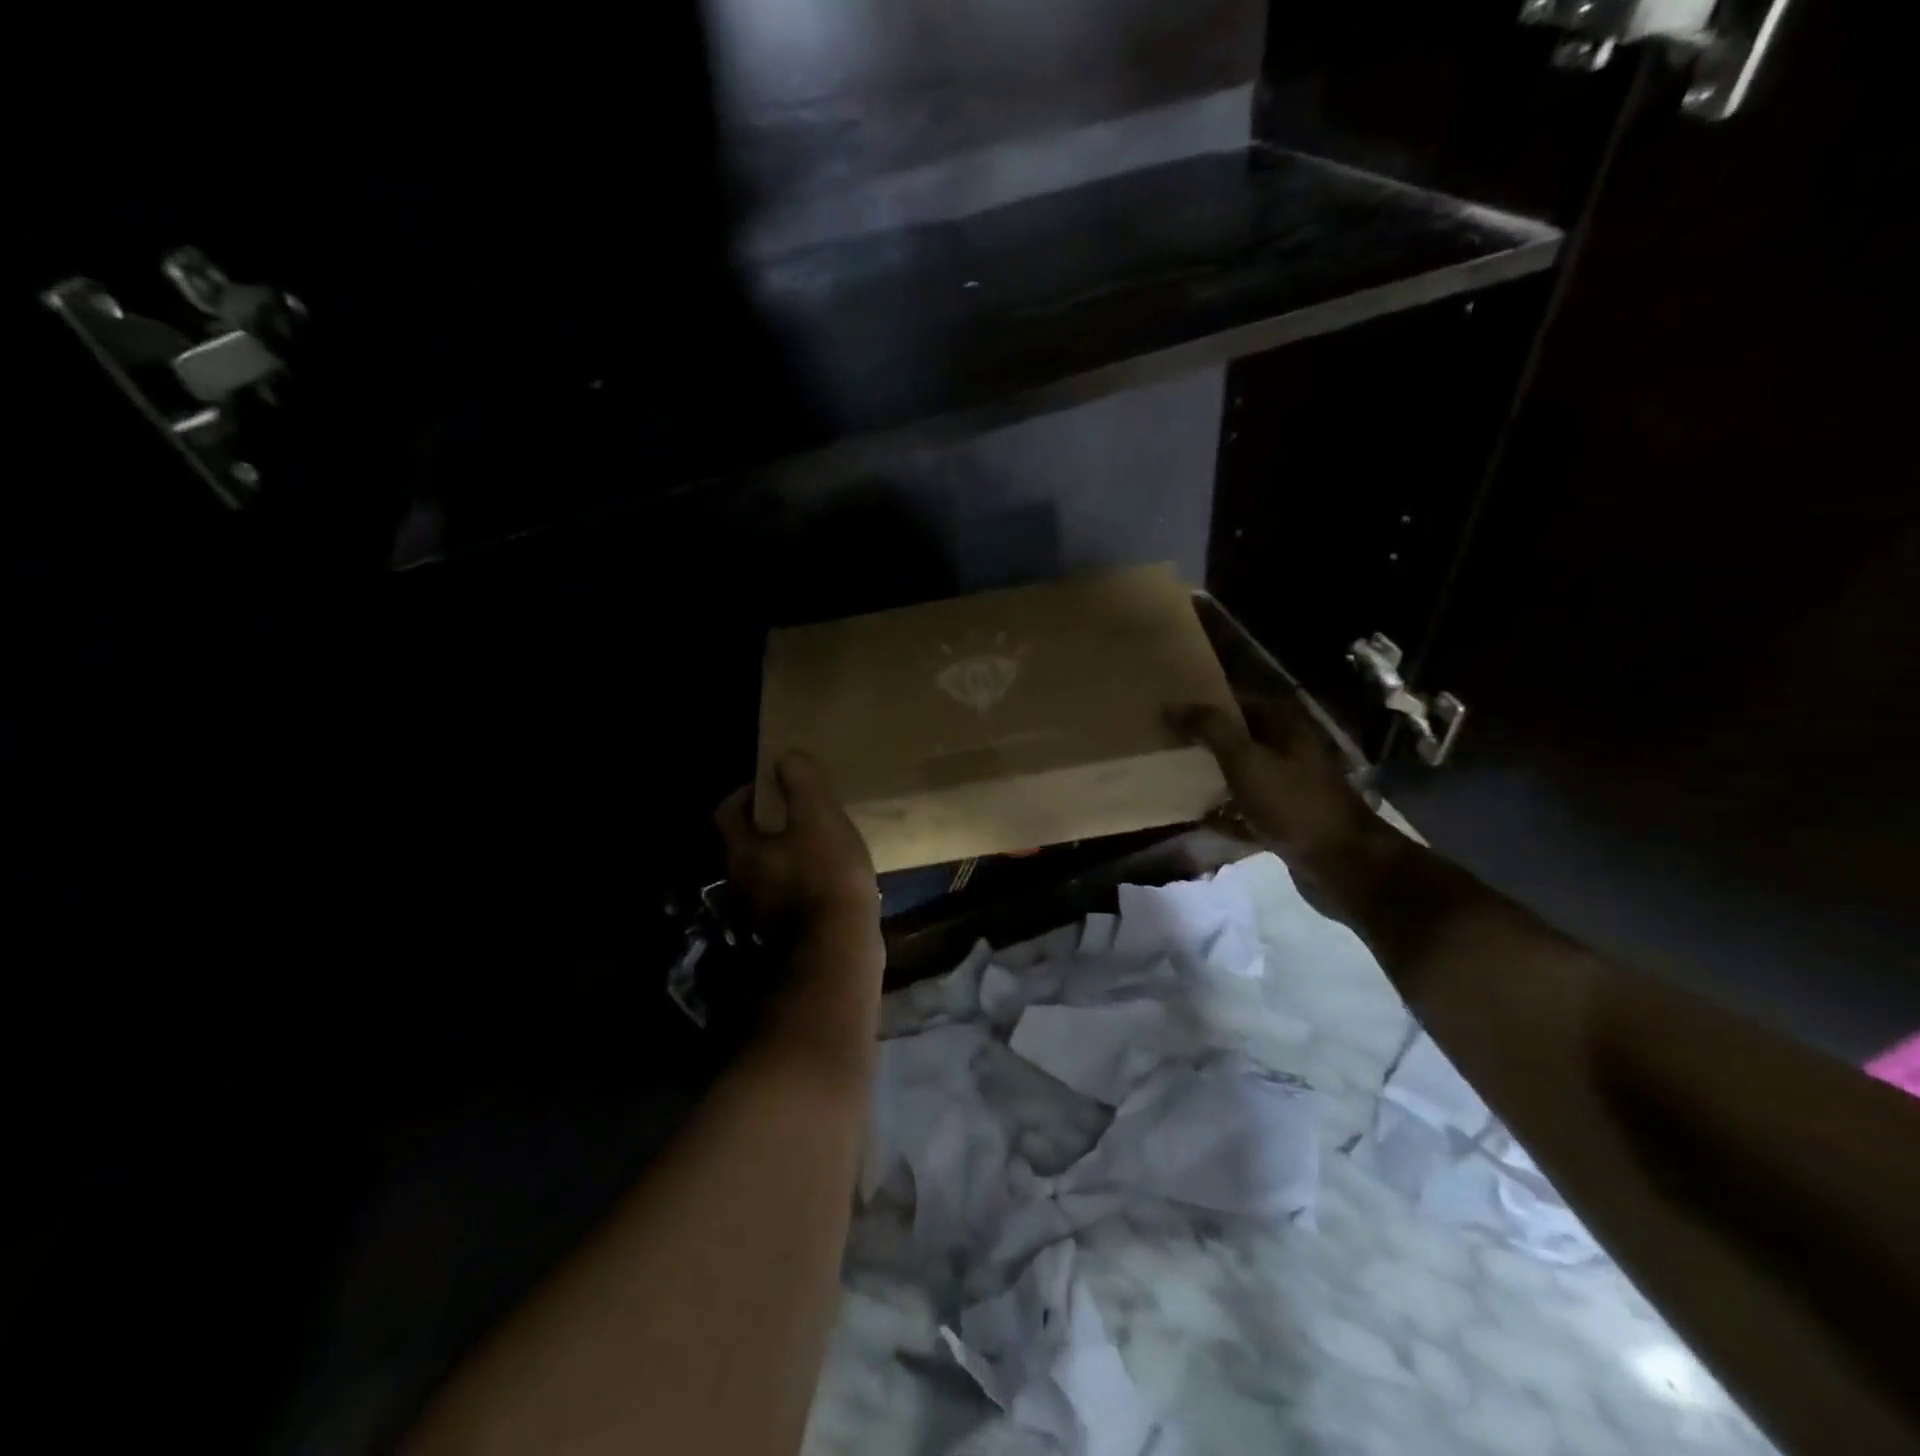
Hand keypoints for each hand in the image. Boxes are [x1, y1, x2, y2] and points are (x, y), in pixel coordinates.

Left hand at [714, 752, 879, 940]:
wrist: (840, 949)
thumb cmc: (826, 875)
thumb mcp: (819, 817)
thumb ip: (802, 783)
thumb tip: (787, 758)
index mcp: (741, 852)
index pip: (726, 812)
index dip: (746, 793)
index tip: (772, 785)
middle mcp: (739, 885)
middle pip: (743, 844)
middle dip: (767, 826)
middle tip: (800, 814)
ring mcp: (758, 915)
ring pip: (764, 873)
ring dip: (783, 857)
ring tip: (818, 847)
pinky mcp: (781, 936)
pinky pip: (784, 899)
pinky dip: (798, 885)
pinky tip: (826, 882)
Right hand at [1170, 695, 1379, 881]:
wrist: (1342, 864)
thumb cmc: (1292, 804)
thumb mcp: (1246, 760)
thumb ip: (1210, 729)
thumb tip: (1173, 705)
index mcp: (1286, 728)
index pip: (1241, 701)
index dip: (1209, 702)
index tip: (1173, 709)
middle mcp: (1290, 752)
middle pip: (1242, 737)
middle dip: (1208, 740)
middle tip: (1169, 741)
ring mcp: (1290, 788)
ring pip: (1244, 774)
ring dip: (1215, 775)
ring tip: (1177, 776)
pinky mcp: (1287, 822)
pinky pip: (1248, 811)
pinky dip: (1226, 813)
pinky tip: (1199, 818)